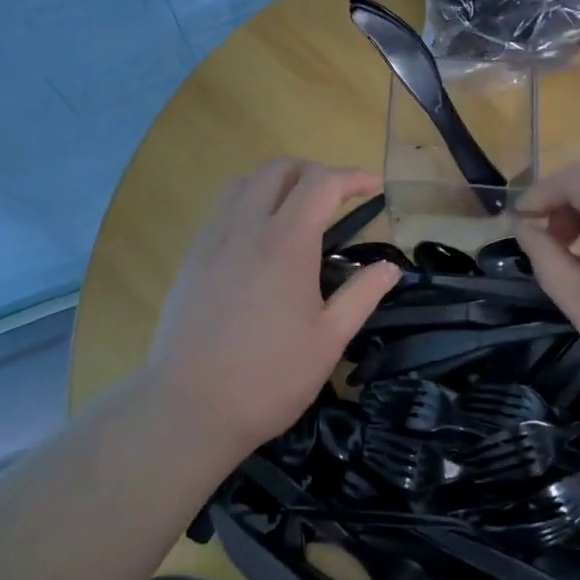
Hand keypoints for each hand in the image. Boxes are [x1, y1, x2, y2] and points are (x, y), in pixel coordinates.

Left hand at [146, 160, 401, 458]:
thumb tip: (390, 268)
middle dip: (313, 171)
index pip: (321, 184)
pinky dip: (248, 205)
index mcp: (286, 243)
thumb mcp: (329, 340)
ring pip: (243, 183)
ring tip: (297, 210)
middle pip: (278, 169)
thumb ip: (362, 295)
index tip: (374, 187)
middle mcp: (246, 228)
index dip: (352, 177)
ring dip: (276, 183)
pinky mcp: (190, 260)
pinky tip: (259, 241)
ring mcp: (211, 241)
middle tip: (337, 196)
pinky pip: (221, 210)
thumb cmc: (269, 377)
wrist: (189, 409)